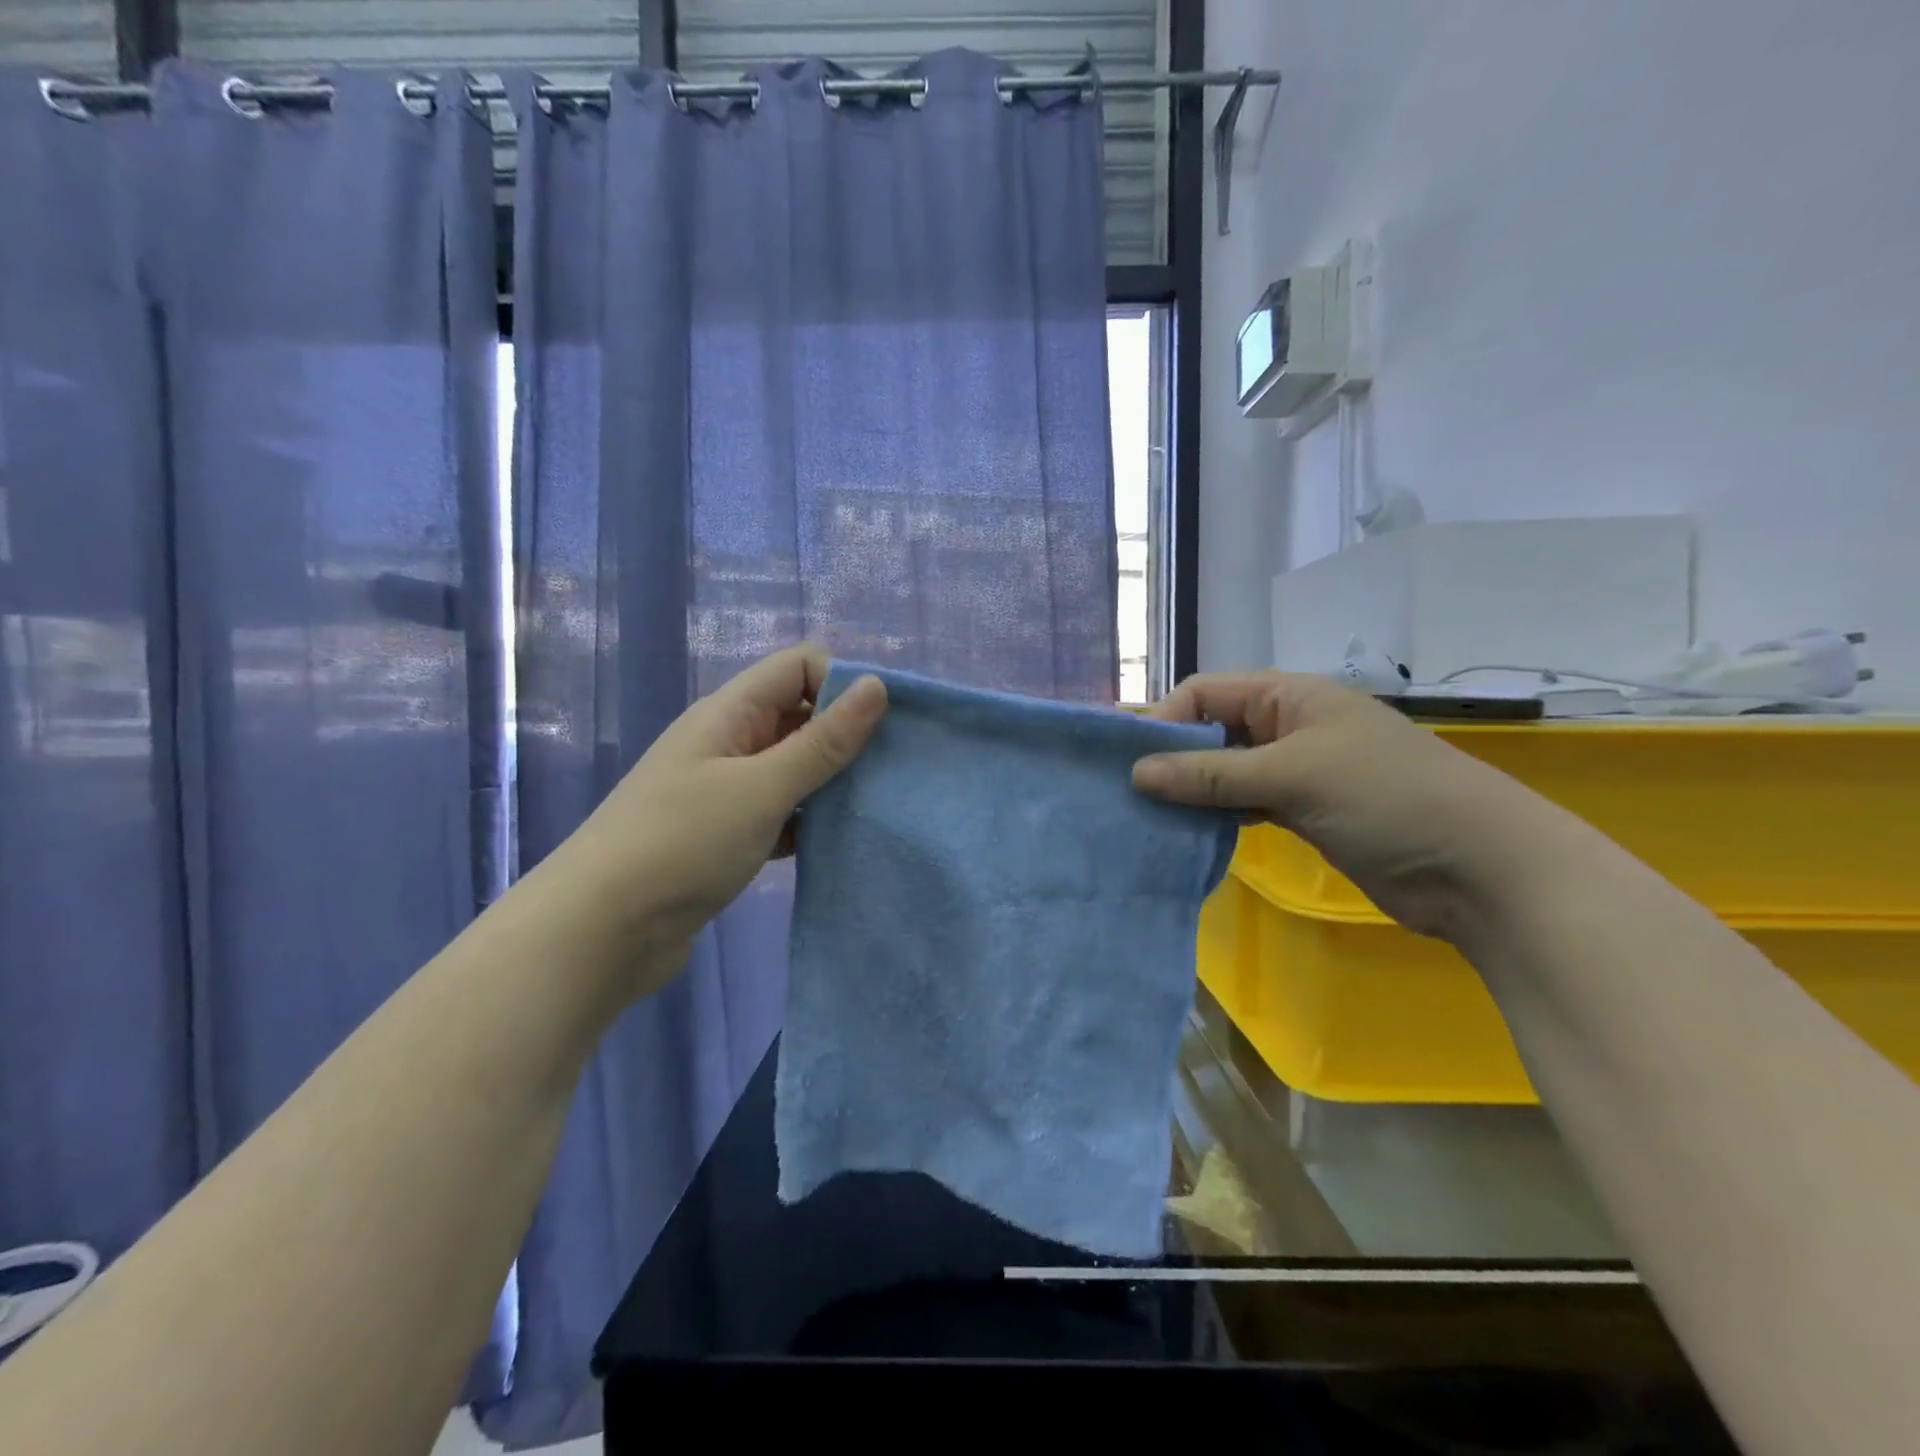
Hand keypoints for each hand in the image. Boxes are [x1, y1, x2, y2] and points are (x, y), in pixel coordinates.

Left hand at [560, 645, 886, 976]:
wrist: (601, 932)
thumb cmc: (681, 844)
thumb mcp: (761, 788)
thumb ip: (823, 741)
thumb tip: (876, 685)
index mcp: (730, 714)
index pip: (798, 666)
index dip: (842, 682)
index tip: (882, 725)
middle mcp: (730, 742)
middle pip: (800, 715)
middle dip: (847, 735)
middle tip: (891, 770)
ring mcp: (727, 790)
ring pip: (795, 767)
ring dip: (832, 781)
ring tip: (876, 805)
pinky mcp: (729, 834)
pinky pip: (784, 812)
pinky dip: (811, 820)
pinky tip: (839, 841)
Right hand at [1131, 672, 1546, 939]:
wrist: (1482, 870)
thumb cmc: (1386, 799)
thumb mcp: (1292, 777)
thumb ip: (1212, 775)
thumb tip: (1136, 773)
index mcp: (1290, 696)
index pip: (1205, 693)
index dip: (1165, 721)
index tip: (1130, 763)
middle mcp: (1290, 726)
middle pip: (1213, 730)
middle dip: (1173, 758)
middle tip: (1130, 795)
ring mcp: (1299, 771)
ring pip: (1227, 772)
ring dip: (1193, 791)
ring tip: (1151, 818)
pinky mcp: (1306, 812)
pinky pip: (1246, 805)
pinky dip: (1219, 816)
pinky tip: (1192, 835)